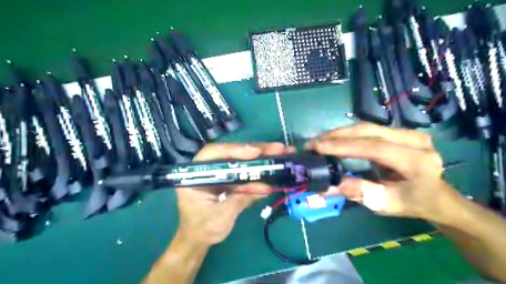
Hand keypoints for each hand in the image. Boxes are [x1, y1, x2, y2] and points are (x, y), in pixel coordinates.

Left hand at [176, 141, 292, 245]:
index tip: (255, 152)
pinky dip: (259, 170)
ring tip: (281, 153)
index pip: (213, 155)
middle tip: (278, 148)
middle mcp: (206, 168)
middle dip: (255, 150)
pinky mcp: (228, 177)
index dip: (234, 151)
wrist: (197, 239)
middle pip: (231, 153)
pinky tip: (273, 169)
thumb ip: (241, 200)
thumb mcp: (221, 218)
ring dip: (261, 157)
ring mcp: (218, 172)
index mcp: (194, 175)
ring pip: (240, 159)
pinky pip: (244, 171)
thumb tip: (266, 187)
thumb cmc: (202, 230)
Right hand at [307, 122, 461, 223]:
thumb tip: (327, 185)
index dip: (343, 147)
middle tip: (312, 143)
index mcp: (417, 161)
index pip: (374, 148)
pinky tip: (333, 139)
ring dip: (339, 133)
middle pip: (368, 131)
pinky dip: (347, 134)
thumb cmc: (412, 203)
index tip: (317, 147)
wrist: (436, 196)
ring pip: (366, 127)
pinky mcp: (399, 132)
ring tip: (318, 141)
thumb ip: (358, 192)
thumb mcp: (385, 203)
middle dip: (336, 136)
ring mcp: (408, 132)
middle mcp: (415, 140)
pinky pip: (368, 130)